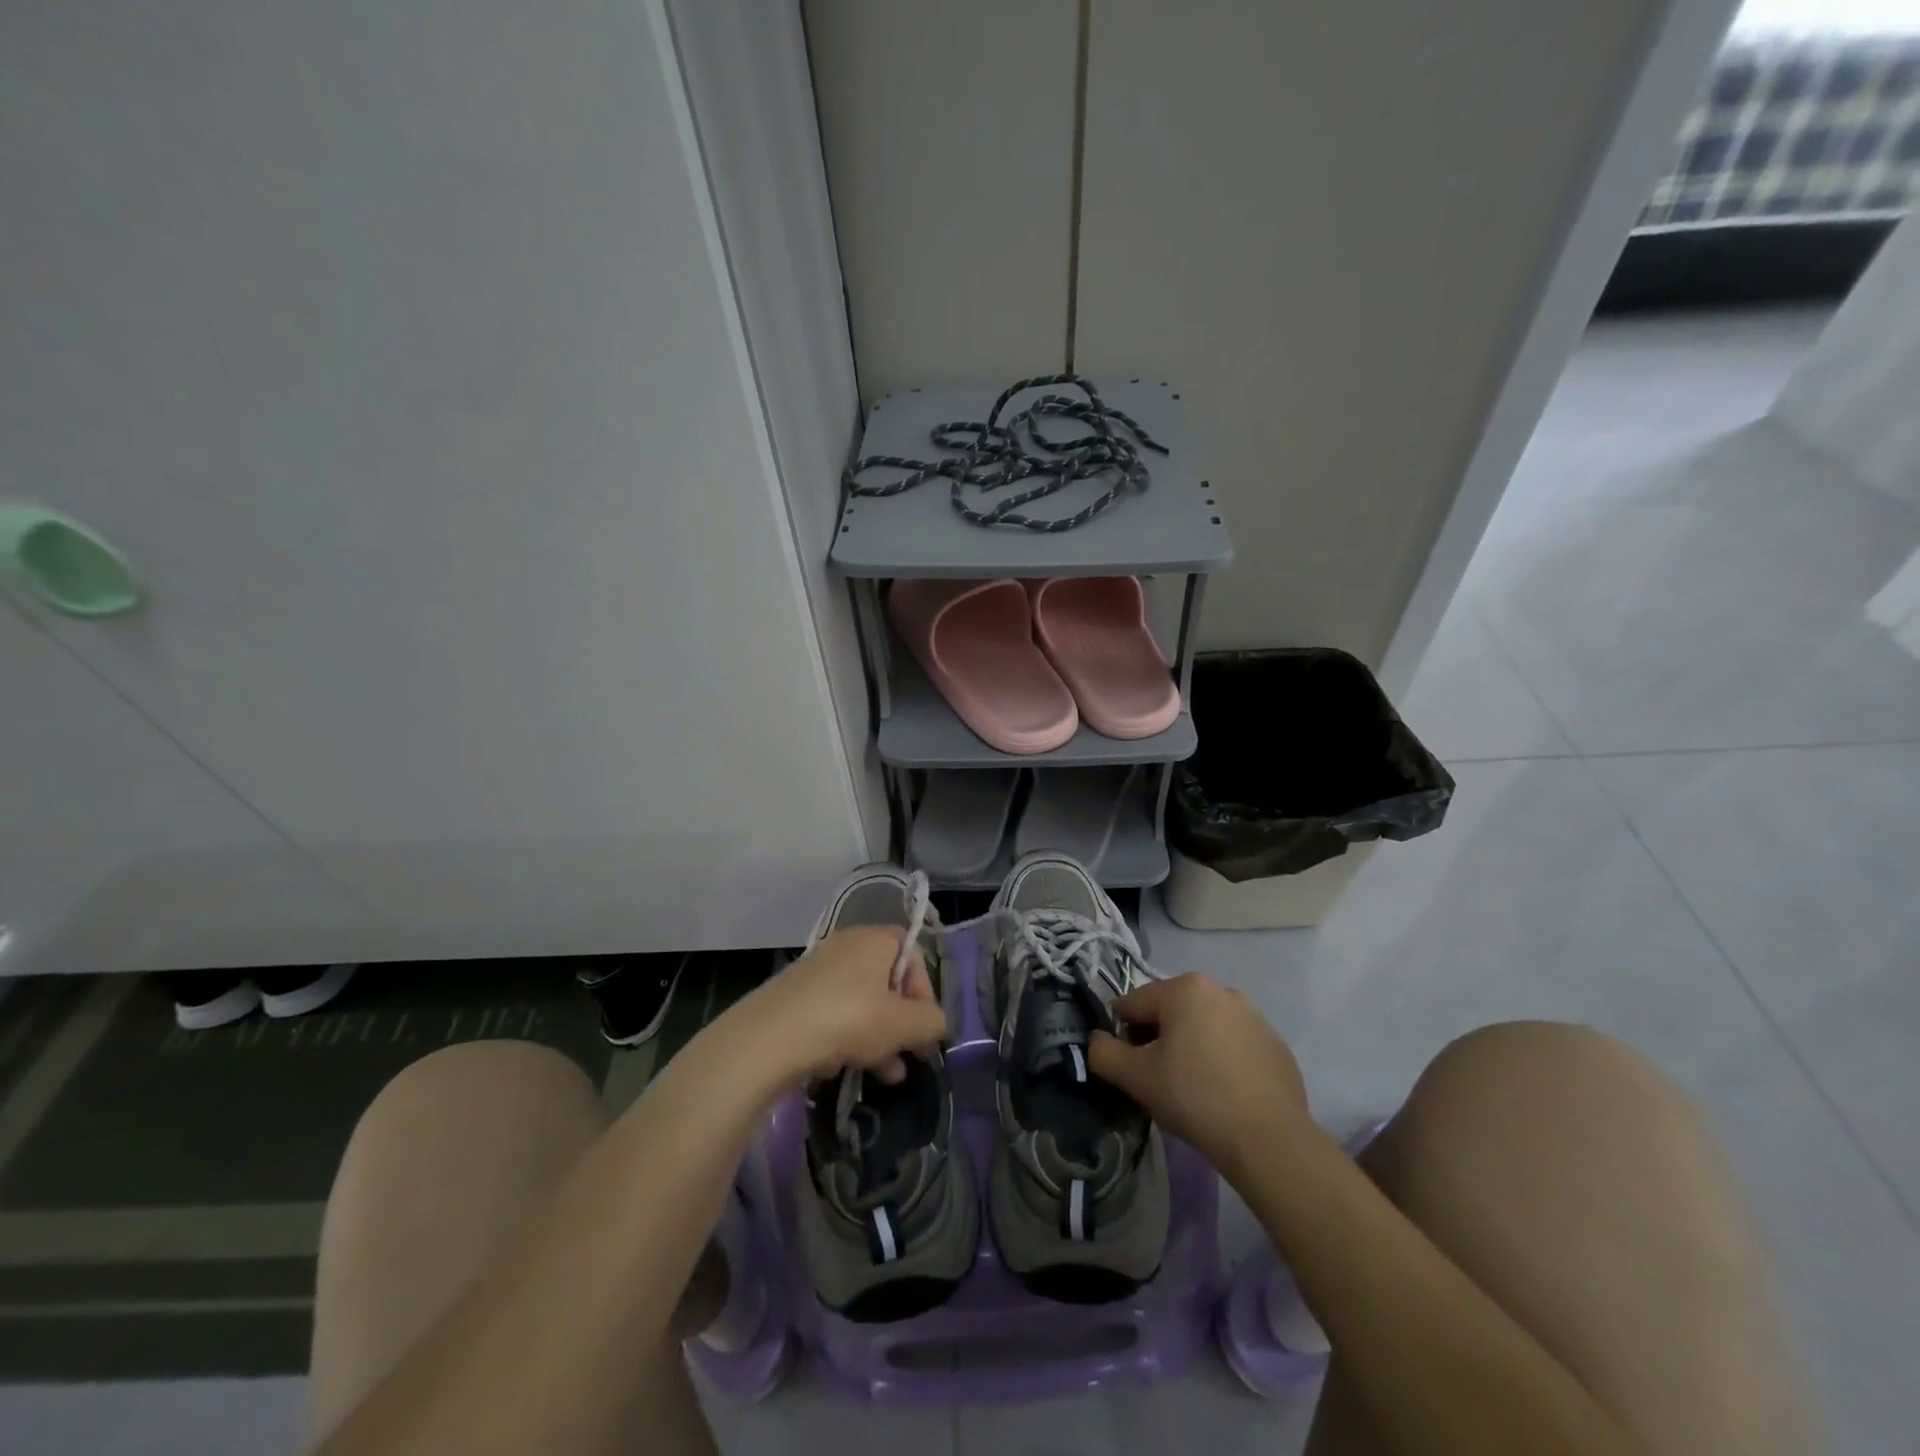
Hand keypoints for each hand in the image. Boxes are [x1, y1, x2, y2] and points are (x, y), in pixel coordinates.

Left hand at [741, 925, 947, 1086]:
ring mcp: (818, 972)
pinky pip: (834, 1015)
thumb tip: (937, 1024)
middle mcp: (846, 947)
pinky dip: (847, 1039)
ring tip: (885, 1076)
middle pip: (887, 983)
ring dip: (879, 1039)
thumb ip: (932, 1022)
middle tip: (909, 1056)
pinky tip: (845, 1070)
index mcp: (874, 939)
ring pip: (861, 1003)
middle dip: (901, 1023)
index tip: (924, 1027)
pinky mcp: (796, 998)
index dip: (924, 991)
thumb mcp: (903, 1023)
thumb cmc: (849, 1018)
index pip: (913, 954)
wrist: (769, 1038)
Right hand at [1088, 973, 1310, 1180]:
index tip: (1130, 1070)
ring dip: (1190, 1049)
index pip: (1133, 1005)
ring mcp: (1254, 1016)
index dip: (1122, 1036)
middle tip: (1158, 1081)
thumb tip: (1097, 1041)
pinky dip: (1222, 1062)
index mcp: (1185, 988)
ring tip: (1192, 1091)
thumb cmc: (1194, 1097)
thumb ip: (1103, 1053)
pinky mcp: (1276, 1046)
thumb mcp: (1135, 1077)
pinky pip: (1233, 1047)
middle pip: (1169, 1012)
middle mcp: (1221, 990)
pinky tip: (1224, 1096)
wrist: (1268, 1140)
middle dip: (1157, 1041)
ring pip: (1203, 1028)